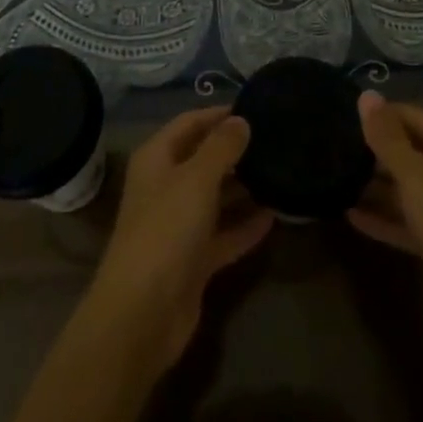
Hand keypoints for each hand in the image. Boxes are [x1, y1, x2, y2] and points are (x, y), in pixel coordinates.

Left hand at [88, 106, 274, 369]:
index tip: (255, 107)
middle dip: (235, 150)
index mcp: (157, 159)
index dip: (218, 114)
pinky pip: (224, 234)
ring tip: (280, 172)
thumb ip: (221, 147)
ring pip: (215, 197)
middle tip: (275, 140)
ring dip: (243, 188)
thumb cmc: (166, 230)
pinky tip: (275, 216)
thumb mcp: (196, 179)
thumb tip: (241, 120)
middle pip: (203, 159)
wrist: (142, 314)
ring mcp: (179, 225)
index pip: (189, 123)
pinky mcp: (194, 260)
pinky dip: (245, 226)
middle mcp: (166, 187)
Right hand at [347, 91, 422, 347]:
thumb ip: (386, 136)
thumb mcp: (413, 174)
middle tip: (328, 149)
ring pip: (402, 186)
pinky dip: (381, 217)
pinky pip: (404, 218)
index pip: (405, 114)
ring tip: (331, 179)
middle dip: (370, 151)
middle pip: (404, 148)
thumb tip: (366, 93)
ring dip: (372, 185)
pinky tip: (349, 215)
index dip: (375, 116)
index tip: (337, 118)